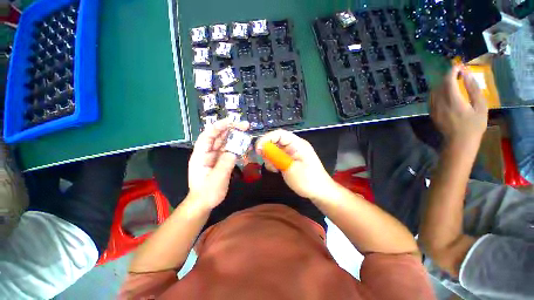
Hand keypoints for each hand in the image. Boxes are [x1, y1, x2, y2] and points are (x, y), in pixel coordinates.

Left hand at [188, 118, 249, 209]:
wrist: (204, 203)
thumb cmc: (207, 193)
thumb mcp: (216, 179)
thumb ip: (225, 164)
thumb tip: (233, 152)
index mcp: (200, 155)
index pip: (208, 136)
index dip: (218, 127)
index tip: (231, 121)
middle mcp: (207, 153)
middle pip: (218, 137)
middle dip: (231, 129)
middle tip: (245, 125)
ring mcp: (214, 157)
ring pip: (225, 143)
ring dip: (235, 137)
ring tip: (246, 133)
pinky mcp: (221, 161)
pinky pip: (229, 151)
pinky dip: (237, 147)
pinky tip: (245, 146)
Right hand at [256, 130, 335, 200]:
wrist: (320, 192)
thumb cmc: (307, 180)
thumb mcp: (290, 168)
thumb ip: (276, 156)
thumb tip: (262, 147)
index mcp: (297, 144)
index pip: (279, 134)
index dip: (267, 138)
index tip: (258, 149)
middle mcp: (294, 145)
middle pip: (276, 141)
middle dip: (267, 150)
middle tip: (265, 161)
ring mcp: (292, 152)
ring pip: (275, 149)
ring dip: (270, 157)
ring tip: (274, 168)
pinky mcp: (290, 159)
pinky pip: (278, 156)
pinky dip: (274, 162)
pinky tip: (276, 170)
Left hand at [430, 65, 487, 146]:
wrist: (459, 141)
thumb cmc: (474, 125)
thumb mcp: (480, 106)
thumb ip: (473, 89)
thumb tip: (466, 74)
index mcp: (453, 100)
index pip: (448, 81)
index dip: (452, 71)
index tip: (458, 66)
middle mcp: (439, 103)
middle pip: (439, 85)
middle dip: (448, 76)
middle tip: (458, 73)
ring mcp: (433, 108)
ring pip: (433, 91)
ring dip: (442, 84)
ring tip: (453, 82)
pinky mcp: (431, 113)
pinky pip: (432, 98)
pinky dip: (438, 92)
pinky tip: (446, 92)